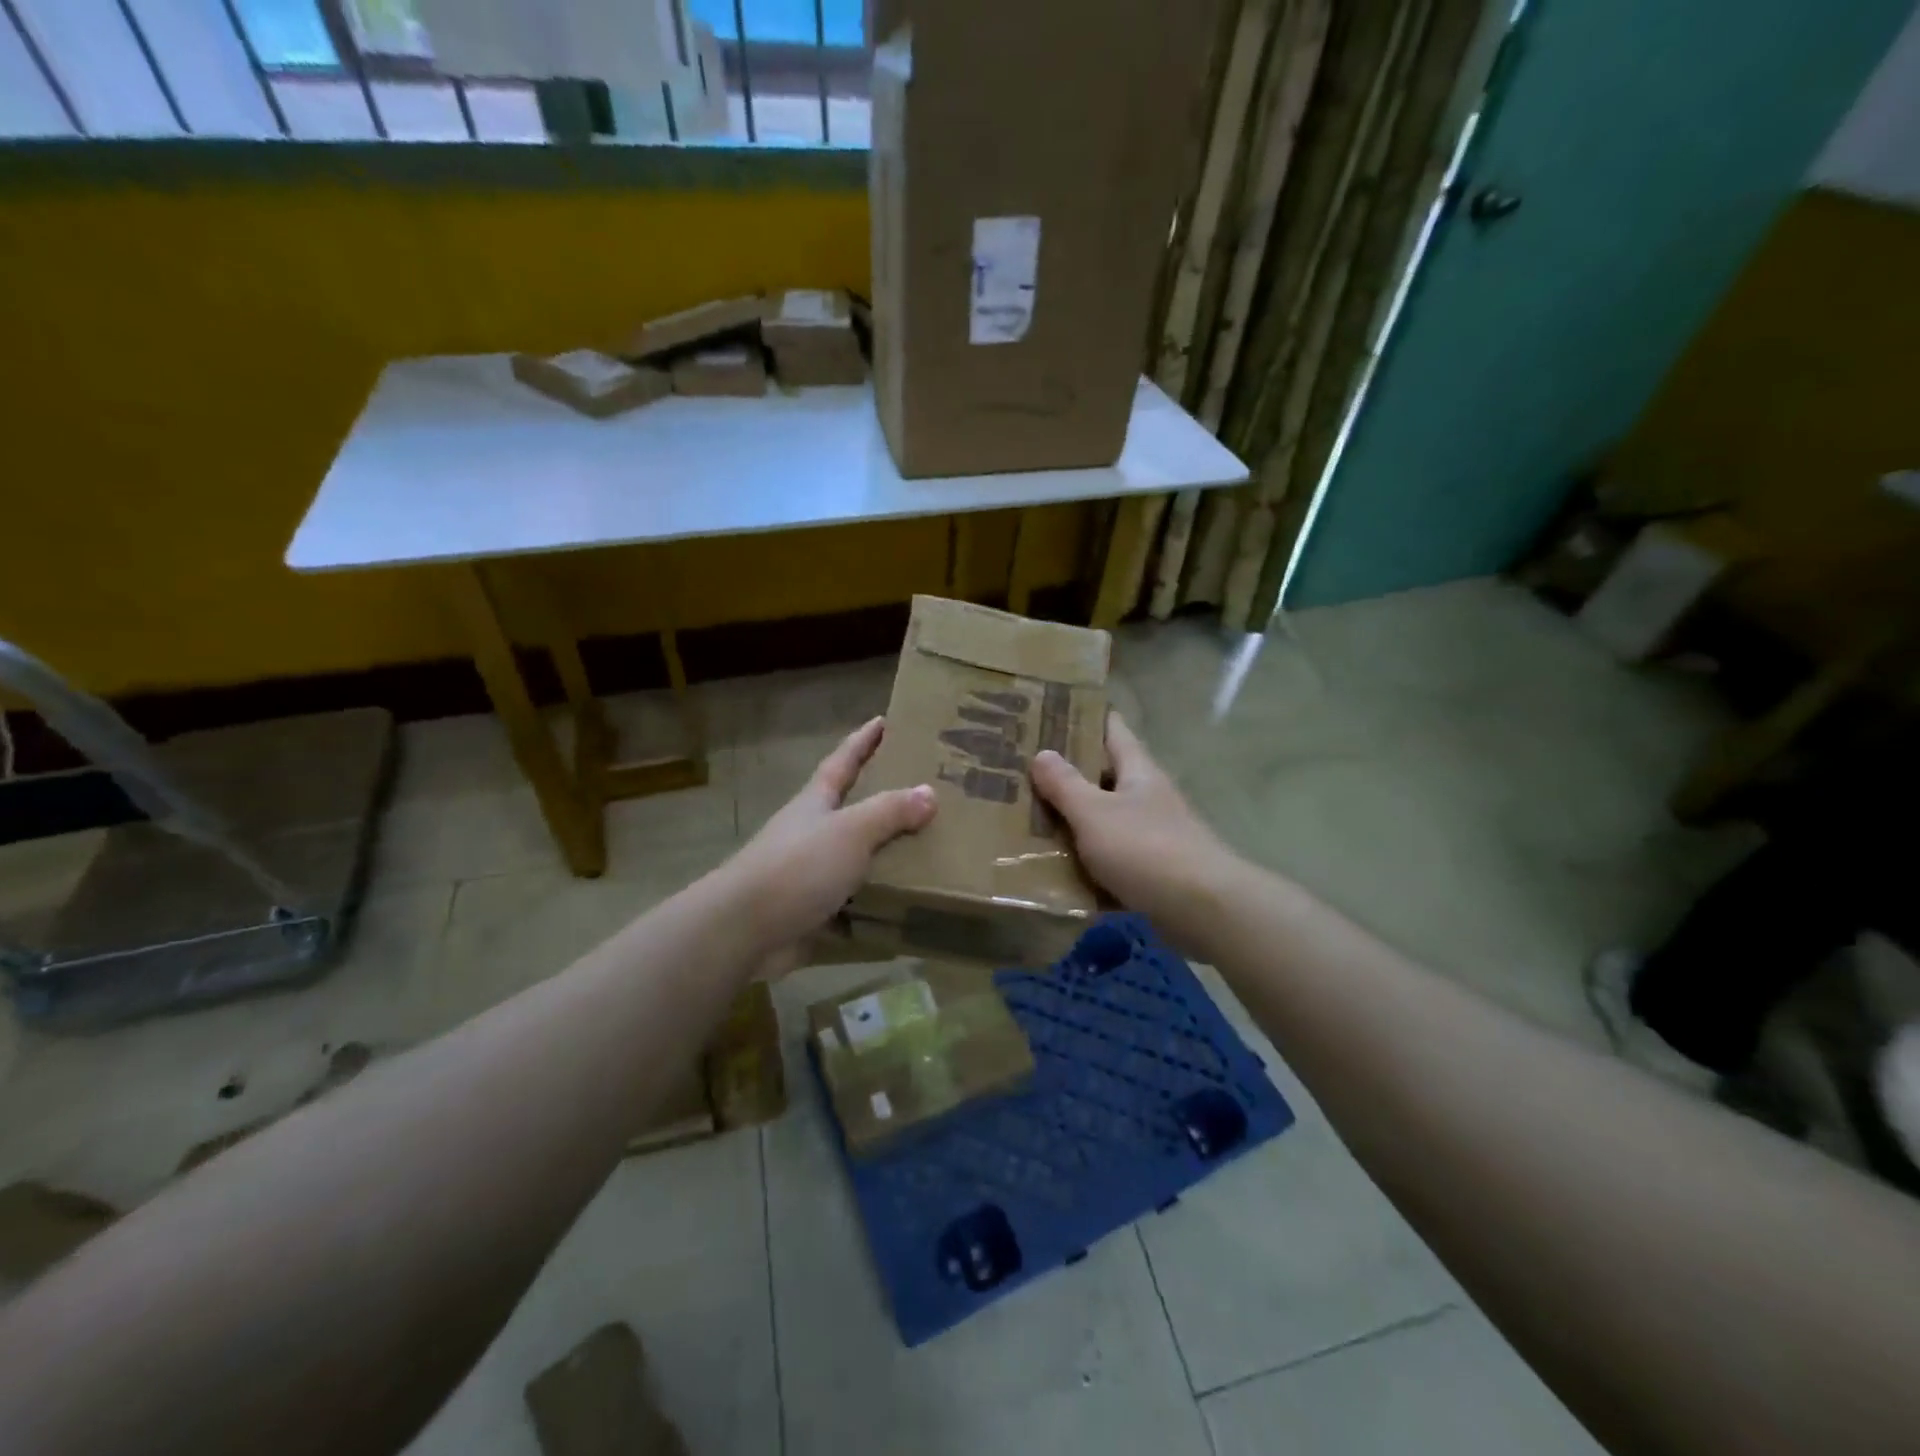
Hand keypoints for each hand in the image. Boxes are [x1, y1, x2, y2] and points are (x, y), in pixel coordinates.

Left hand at [723, 717, 935, 958]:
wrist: (744, 930)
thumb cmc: (798, 867)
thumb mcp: (851, 831)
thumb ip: (890, 811)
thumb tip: (929, 792)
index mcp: (816, 802)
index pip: (843, 760)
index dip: (863, 740)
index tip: (883, 719)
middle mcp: (811, 831)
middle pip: (850, 806)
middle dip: (881, 796)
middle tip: (923, 789)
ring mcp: (809, 873)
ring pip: (855, 855)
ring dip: (884, 851)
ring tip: (929, 849)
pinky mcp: (811, 910)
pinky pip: (853, 899)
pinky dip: (876, 900)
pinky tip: (905, 904)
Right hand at [1030, 713, 1238, 941]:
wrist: (1203, 910)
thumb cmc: (1146, 849)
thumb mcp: (1095, 813)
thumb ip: (1066, 785)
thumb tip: (1042, 753)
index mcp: (1138, 771)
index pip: (1113, 730)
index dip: (1086, 718)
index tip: (1053, 712)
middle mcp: (1149, 797)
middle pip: (1106, 776)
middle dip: (1070, 773)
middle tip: (1025, 770)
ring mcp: (1155, 835)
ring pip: (1107, 820)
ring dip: (1076, 821)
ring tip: (1030, 820)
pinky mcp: (1154, 872)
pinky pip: (1113, 860)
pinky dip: (1090, 864)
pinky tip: (1060, 872)